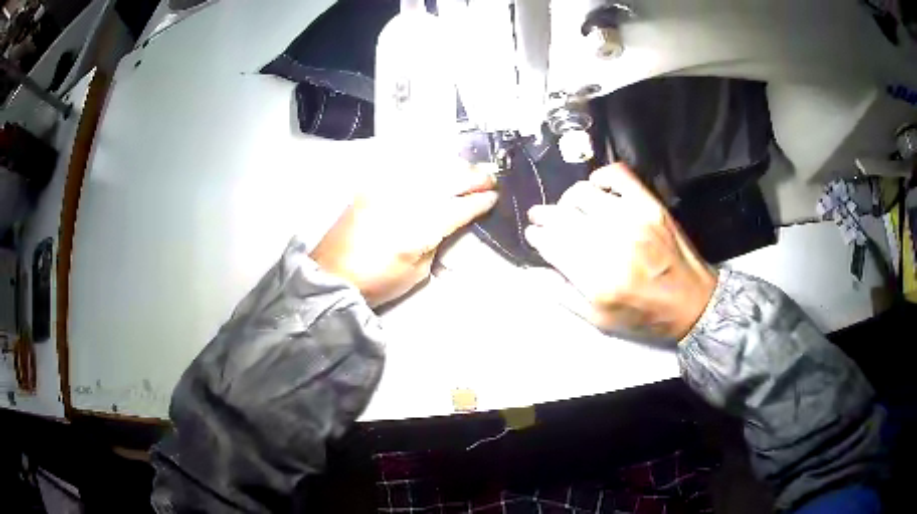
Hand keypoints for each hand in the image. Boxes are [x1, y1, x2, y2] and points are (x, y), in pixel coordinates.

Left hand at [311, 162, 497, 306]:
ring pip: (429, 169)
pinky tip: (436, 169)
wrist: (333, 274)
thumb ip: (436, 241)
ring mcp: (387, 189)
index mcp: (419, 228)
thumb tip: (447, 223)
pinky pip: (406, 169)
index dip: (480, 201)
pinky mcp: (372, 185)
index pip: (458, 207)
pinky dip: (427, 167)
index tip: (494, 196)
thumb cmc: (378, 282)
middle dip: (472, 177)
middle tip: (489, 176)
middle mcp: (405, 200)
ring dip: (452, 168)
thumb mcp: (417, 271)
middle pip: (447, 180)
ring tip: (467, 170)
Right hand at [524, 164, 716, 340]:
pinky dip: (601, 176)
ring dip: (568, 200)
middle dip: (544, 215)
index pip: (552, 243)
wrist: (692, 303)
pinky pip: (617, 175)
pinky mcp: (650, 206)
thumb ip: (562, 294)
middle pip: (563, 216)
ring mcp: (633, 220)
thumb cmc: (644, 316)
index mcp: (597, 280)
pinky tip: (596, 187)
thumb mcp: (599, 320)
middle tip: (541, 217)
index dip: (537, 235)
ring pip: (583, 193)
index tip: (533, 234)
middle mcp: (613, 245)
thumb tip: (532, 270)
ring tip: (570, 208)